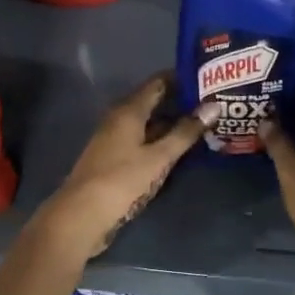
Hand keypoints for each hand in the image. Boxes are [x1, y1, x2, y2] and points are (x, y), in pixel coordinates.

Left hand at [31, 75, 218, 261]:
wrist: (81, 216)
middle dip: (181, 102)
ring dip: (172, 123)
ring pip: (149, 123)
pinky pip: (143, 140)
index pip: (158, 82)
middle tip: (213, 102)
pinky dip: (161, 140)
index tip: (208, 78)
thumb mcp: (159, 157)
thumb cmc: (121, 181)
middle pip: (153, 102)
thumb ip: (185, 132)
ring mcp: (115, 140)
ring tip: (204, 124)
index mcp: (128, 110)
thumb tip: (214, 106)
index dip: (182, 78)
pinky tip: (180, 149)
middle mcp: (119, 118)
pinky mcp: (114, 159)